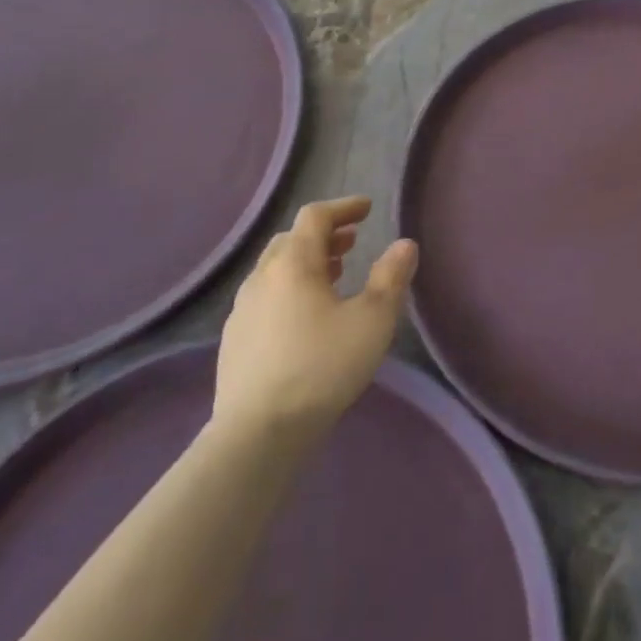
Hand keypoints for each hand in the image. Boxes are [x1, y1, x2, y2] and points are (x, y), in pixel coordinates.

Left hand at [211, 196, 418, 448]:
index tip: (367, 209)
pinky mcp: (235, 340)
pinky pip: (265, 296)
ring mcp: (242, 309)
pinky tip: (305, 316)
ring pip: (275, 269)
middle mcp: (262, 277)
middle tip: (352, 242)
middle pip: (291, 239)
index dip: (343, 207)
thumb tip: (405, 244)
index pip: (315, 216)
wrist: (257, 433)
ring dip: (306, 262)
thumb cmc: (322, 367)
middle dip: (324, 235)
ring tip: (334, 275)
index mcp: (294, 263)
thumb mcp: (372, 320)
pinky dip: (290, 288)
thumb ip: (391, 277)